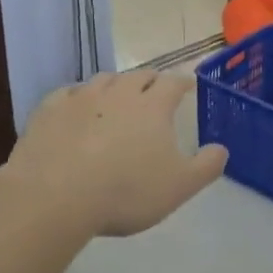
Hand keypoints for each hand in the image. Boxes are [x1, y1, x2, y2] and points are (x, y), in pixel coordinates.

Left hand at [1, 71, 226, 239]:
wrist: (54, 196)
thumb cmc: (125, 191)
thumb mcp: (179, 187)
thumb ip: (206, 167)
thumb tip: (222, 149)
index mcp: (153, 106)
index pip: (173, 82)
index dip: (183, 82)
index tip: (188, 86)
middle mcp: (119, 92)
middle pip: (139, 75)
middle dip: (150, 81)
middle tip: (155, 91)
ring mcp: (81, 97)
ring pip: (103, 80)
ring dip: (115, 85)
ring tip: (117, 97)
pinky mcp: (49, 109)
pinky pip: (68, 93)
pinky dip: (78, 97)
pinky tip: (77, 109)